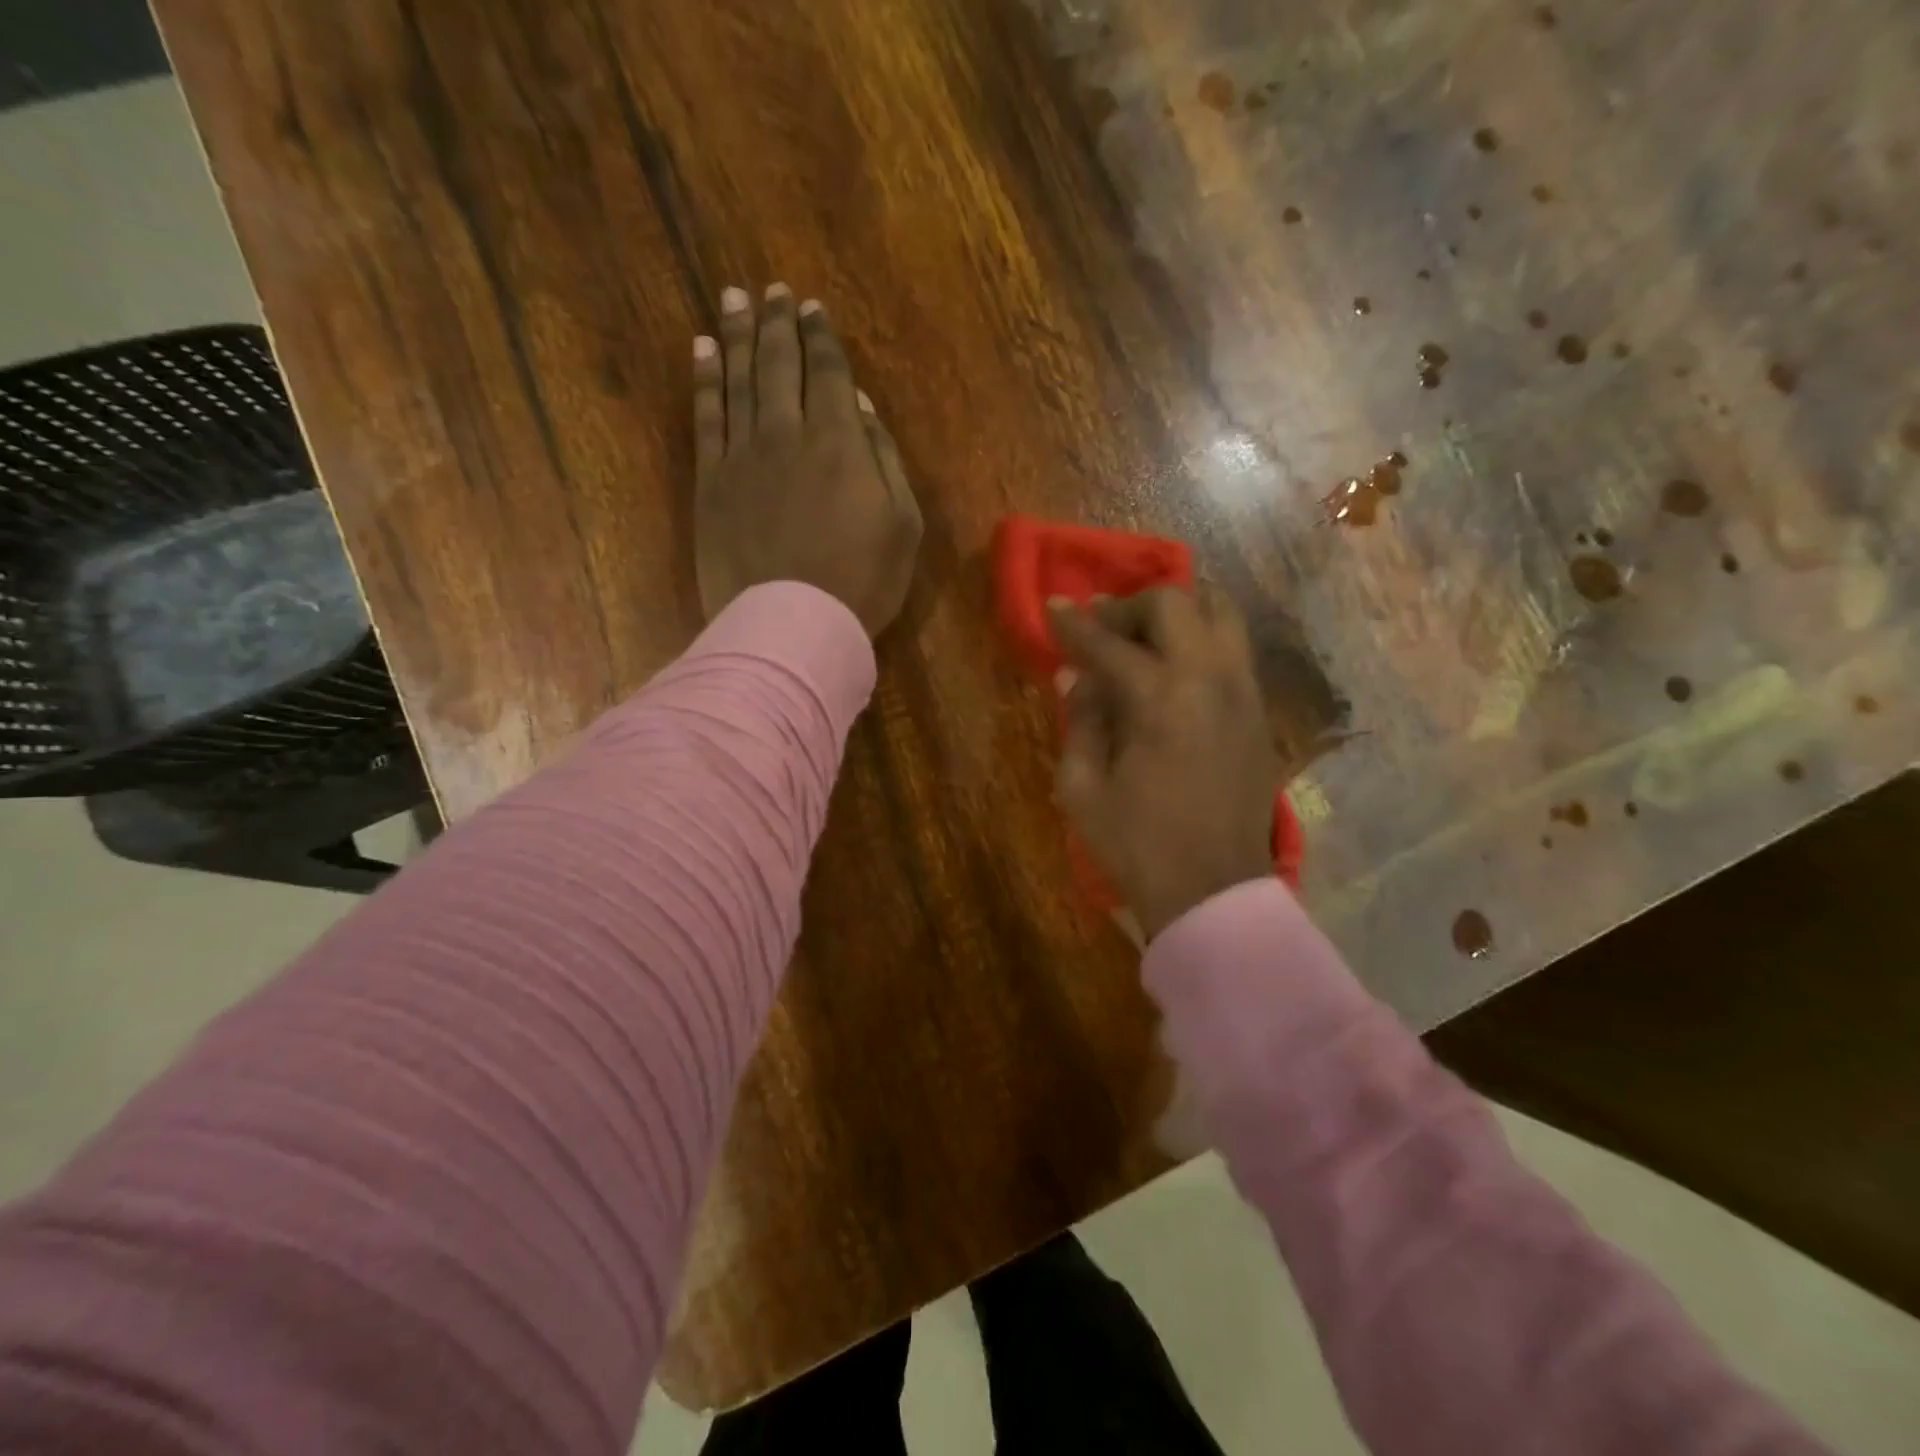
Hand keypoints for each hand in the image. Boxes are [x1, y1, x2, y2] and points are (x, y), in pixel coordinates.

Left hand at [693, 284, 922, 635]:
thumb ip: (884, 459)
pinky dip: (705, 379)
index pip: (828, 373)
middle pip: (780, 365)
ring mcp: (743, 455)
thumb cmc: (862, 581)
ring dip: (738, 335)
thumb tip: (860, 406)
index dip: (820, 337)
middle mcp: (787, 434)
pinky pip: (706, 417)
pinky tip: (703, 351)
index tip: (811, 307)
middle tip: (772, 290)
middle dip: (778, 322)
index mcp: (840, 442)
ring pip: (739, 379)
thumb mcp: (902, 524)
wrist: (794, 623)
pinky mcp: (711, 482)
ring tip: (734, 299)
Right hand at [1051, 586, 1279, 940]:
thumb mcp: (1082, 788)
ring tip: (1144, 636)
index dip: (1075, 623)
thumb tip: (1077, 676)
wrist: (1213, 891)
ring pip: (1220, 613)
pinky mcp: (1258, 712)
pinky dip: (1201, 638)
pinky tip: (1175, 668)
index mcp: (1160, 699)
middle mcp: (1210, 679)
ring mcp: (1243, 692)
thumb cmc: (1136, 845)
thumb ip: (1080, 720)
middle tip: (1101, 629)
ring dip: (1176, 612)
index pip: (1110, 642)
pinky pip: (1233, 649)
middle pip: (1174, 603)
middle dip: (1129, 606)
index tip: (1054, 605)